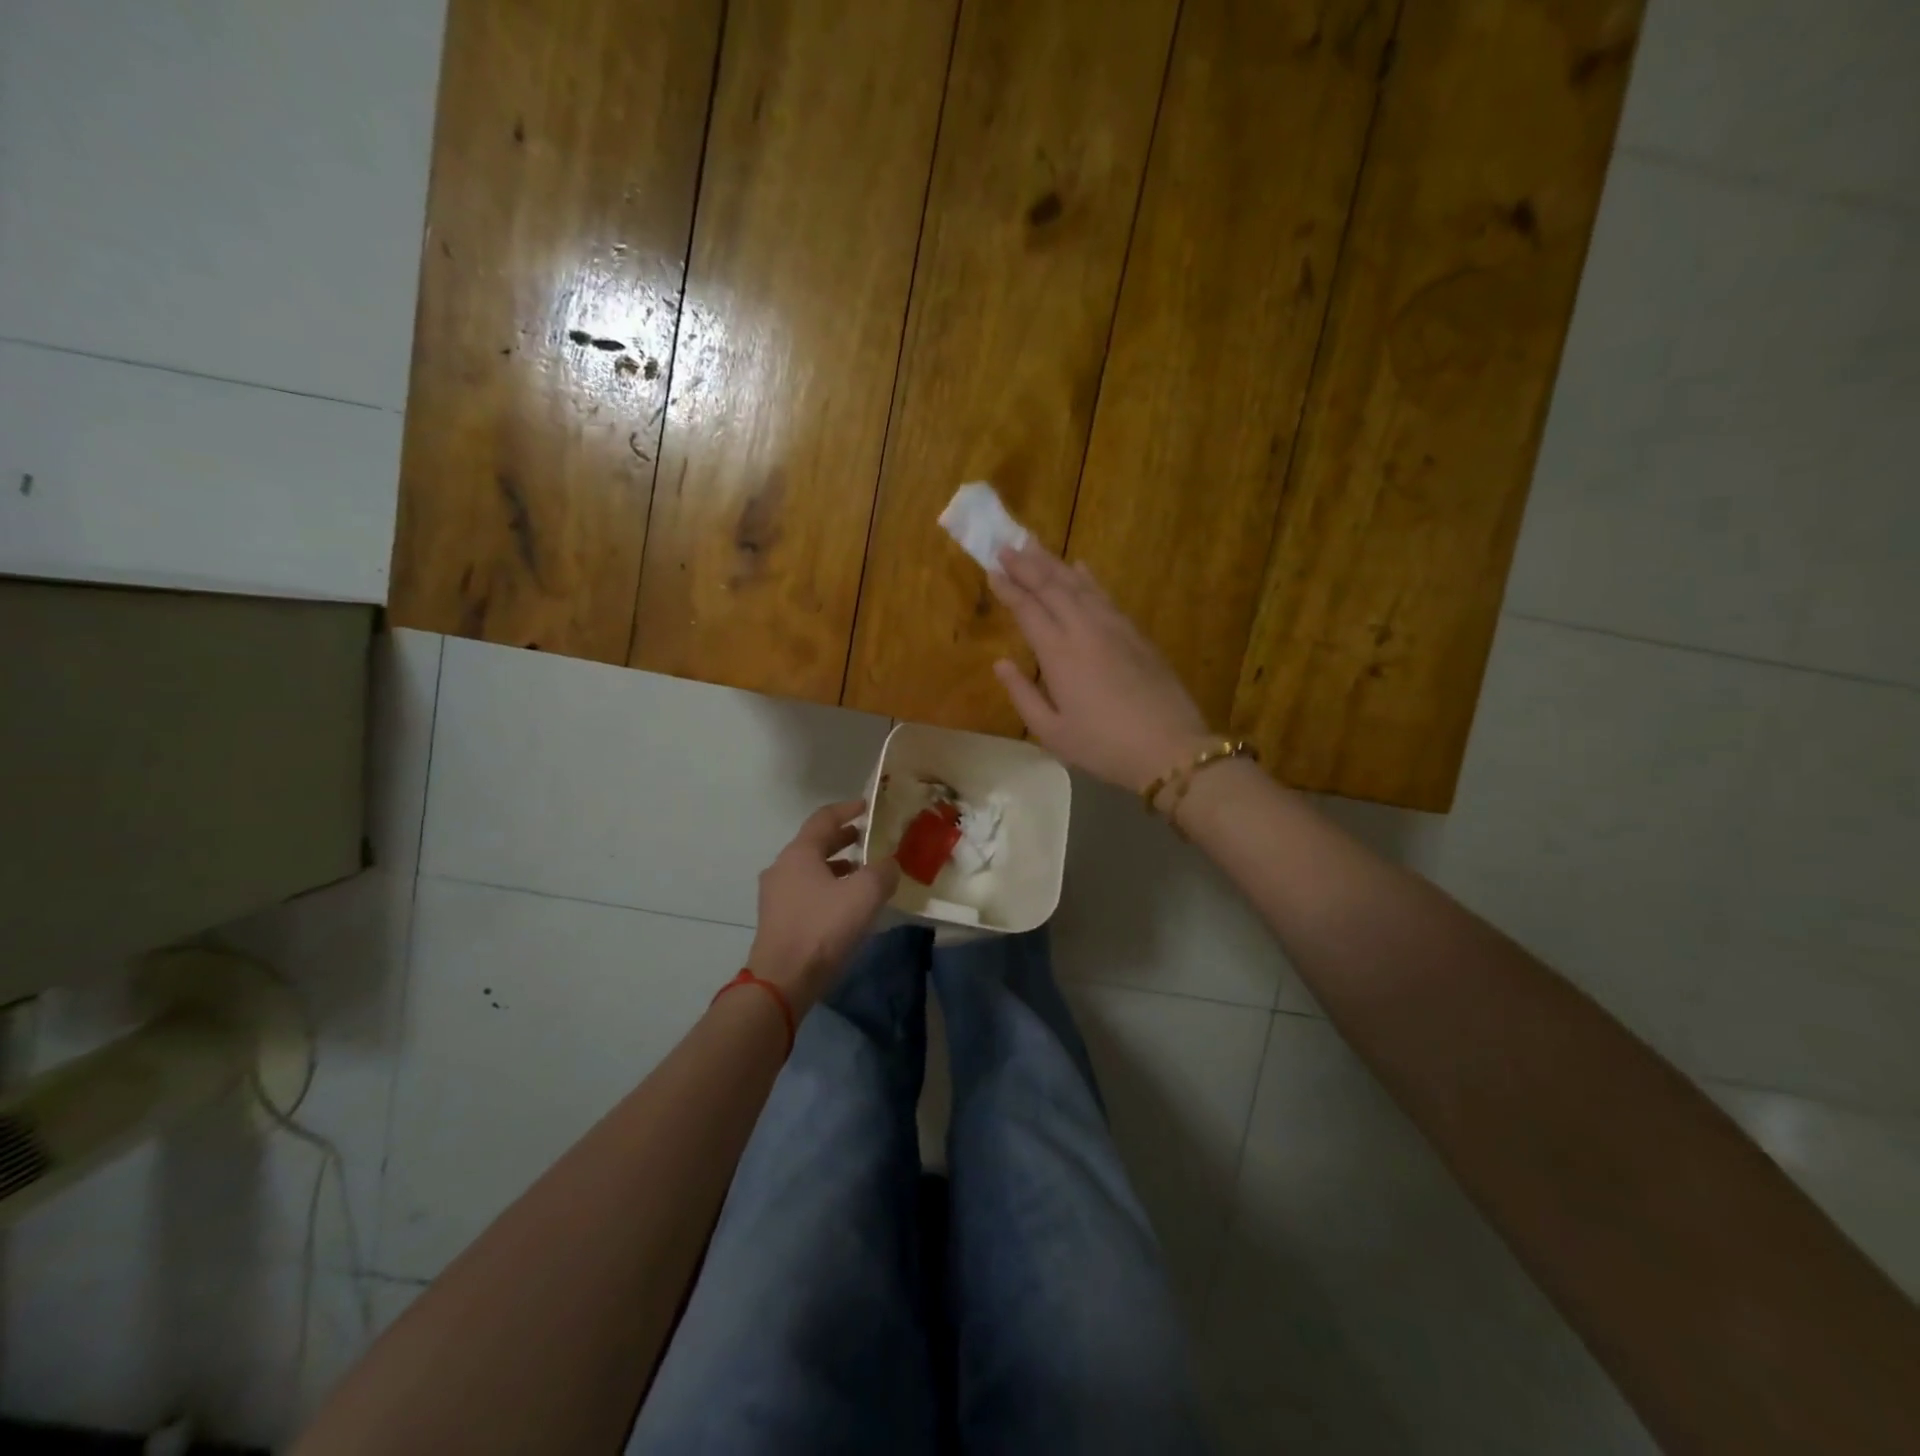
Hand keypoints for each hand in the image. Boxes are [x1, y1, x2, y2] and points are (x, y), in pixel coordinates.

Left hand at [747, 800, 899, 1010]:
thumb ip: (883, 872)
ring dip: (838, 866)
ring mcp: (776, 895)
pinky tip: (848, 904)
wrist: (783, 981)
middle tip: (871, 838)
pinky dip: (829, 888)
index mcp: (799, 853)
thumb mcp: (864, 895)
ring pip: (811, 869)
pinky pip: (807, 892)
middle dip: (845, 839)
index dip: (849, 809)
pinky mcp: (778, 919)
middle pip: (816, 843)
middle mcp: (782, 867)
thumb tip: (890, 864)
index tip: (870, 807)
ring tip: (864, 872)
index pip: (824, 818)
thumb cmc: (823, 928)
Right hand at [989, 542, 1211, 792]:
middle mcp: (1084, 630)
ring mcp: (1114, 628)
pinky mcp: (1136, 634)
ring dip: (1054, 563)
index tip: (992, 570)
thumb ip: (1023, 695)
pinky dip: (1088, 578)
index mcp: (1059, 654)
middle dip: (1026, 565)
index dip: (1009, 589)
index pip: (1028, 610)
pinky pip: (1105, 595)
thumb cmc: (1103, 747)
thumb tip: (1000, 664)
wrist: (1170, 748)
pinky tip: (1080, 567)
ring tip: (1034, 545)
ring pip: (1079, 585)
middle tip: (1005, 546)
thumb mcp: (1052, 732)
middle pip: (1052, 587)